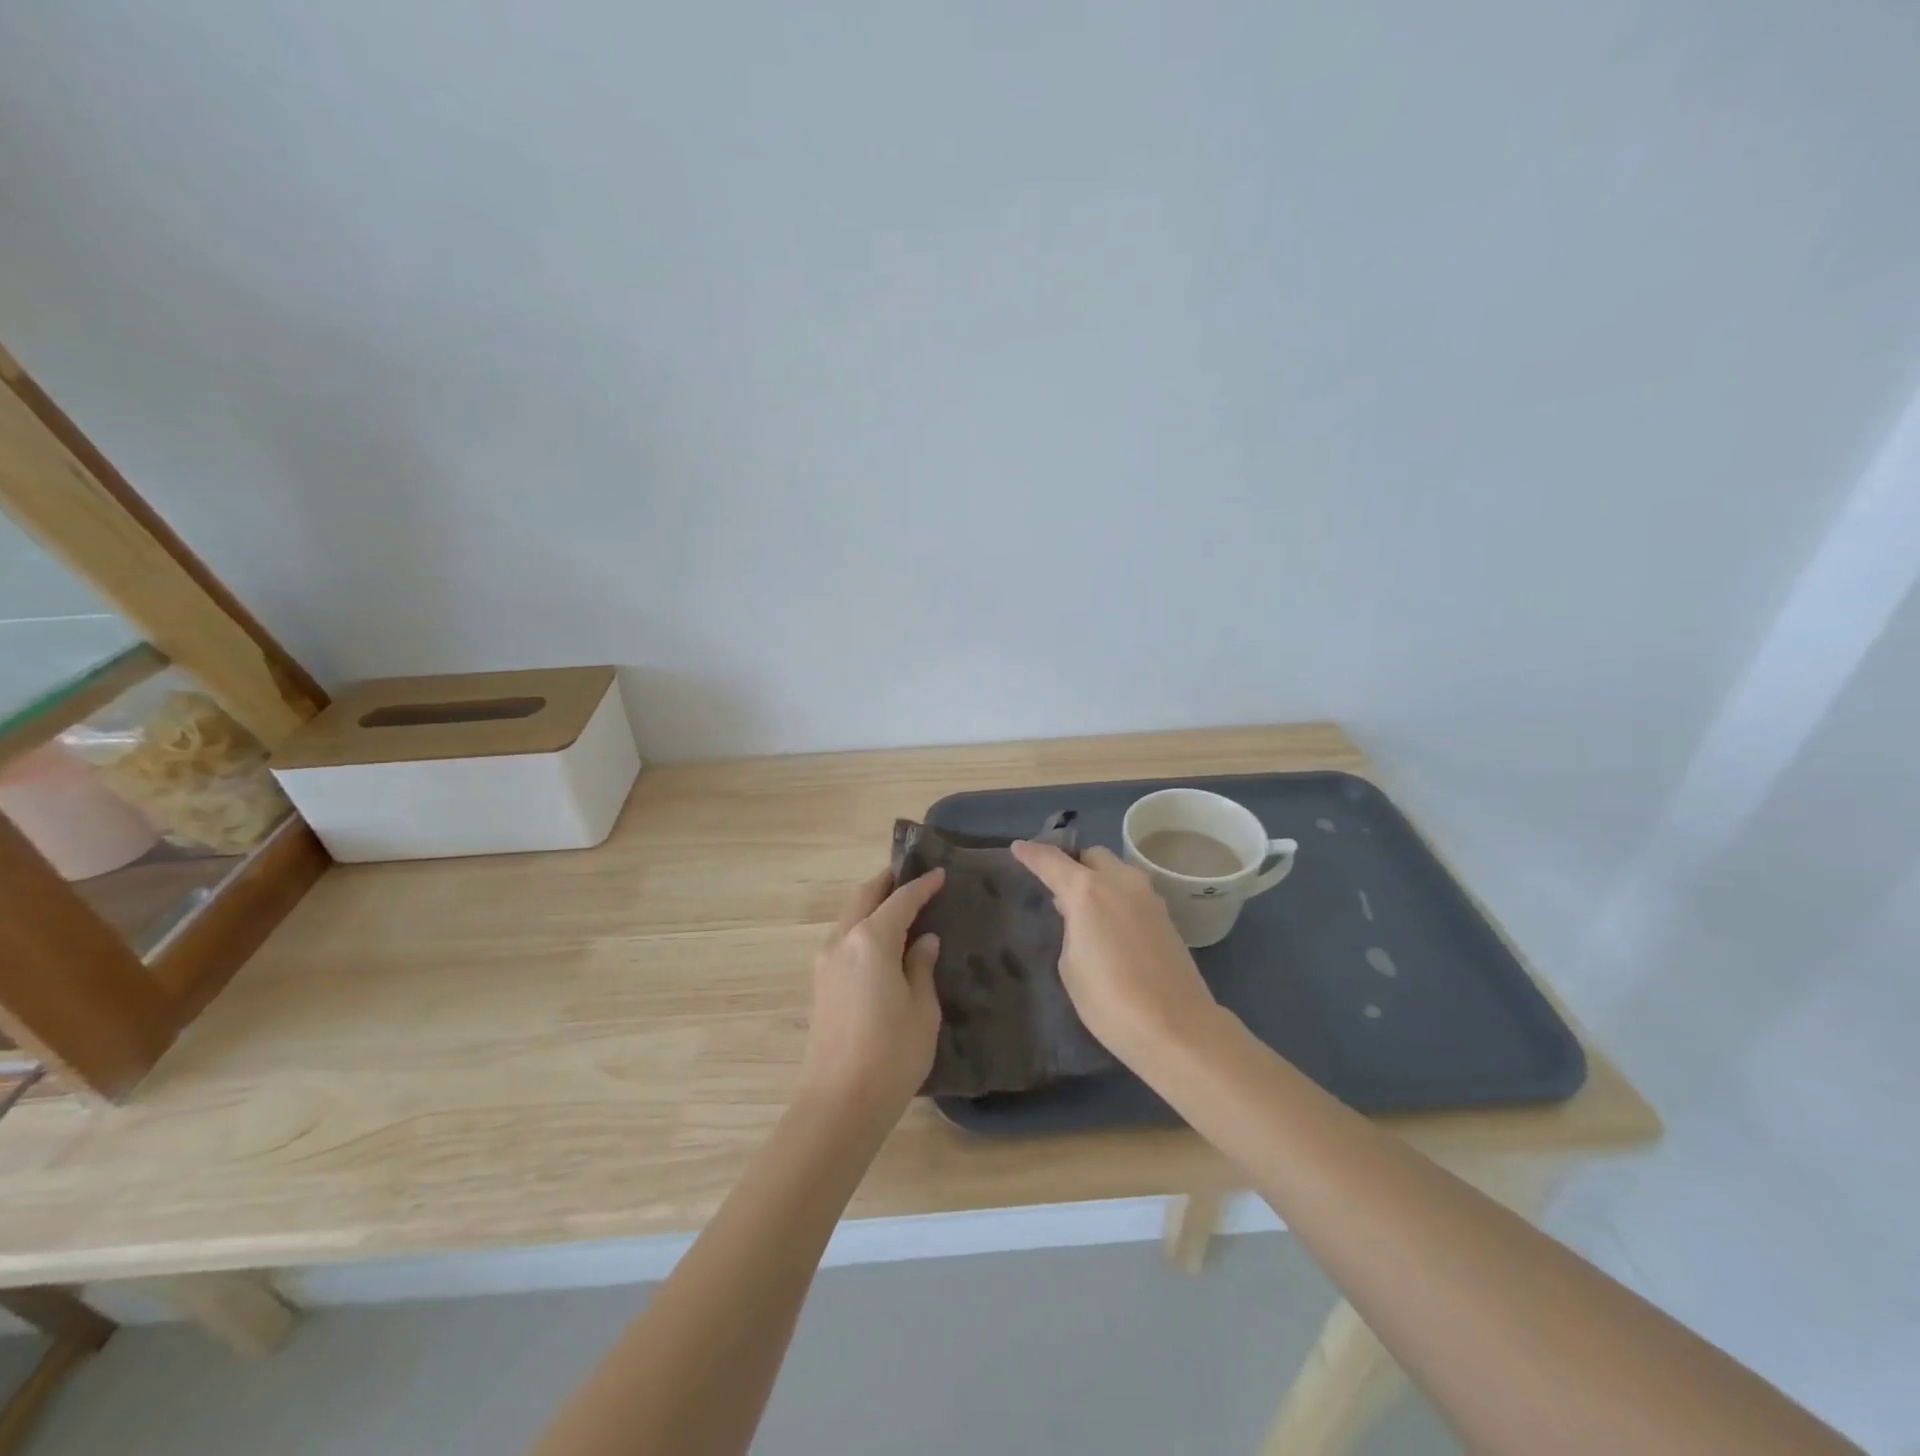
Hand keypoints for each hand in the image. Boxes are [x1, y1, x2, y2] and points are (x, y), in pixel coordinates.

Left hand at [799, 867, 945, 1121]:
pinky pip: (844, 938)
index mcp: (871, 940)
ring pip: (850, 916)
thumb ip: (921, 967)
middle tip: (912, 877)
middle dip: (888, 883)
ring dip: (872, 904)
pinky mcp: (821, 984)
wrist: (839, 1104)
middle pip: (865, 897)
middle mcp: (843, 941)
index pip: (900, 900)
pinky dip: (863, 926)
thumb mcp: (921, 1009)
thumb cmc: (891, 1054)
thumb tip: (924, 941)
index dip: (922, 886)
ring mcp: (826, 962)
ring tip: (899, 906)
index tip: (940, 873)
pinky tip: (881, 940)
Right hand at [1010, 841, 1220, 1067]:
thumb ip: (1071, 928)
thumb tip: (1081, 916)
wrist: (1176, 1027)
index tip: (1018, 848)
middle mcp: (1120, 882)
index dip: (1032, 853)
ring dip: (1099, 880)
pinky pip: (1132, 893)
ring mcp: (1148, 897)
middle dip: (1073, 864)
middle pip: (1092, 856)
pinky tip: (1111, 926)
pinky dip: (1117, 898)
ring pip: (1117, 872)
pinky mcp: (1166, 916)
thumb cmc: (1109, 1000)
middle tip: (1059, 888)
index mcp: (1087, 891)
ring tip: (1085, 910)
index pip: (1052, 861)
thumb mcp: (1070, 965)